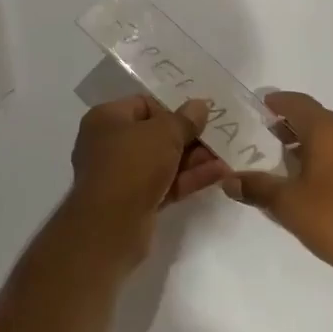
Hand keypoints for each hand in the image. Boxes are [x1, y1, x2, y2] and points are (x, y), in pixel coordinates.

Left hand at [66, 95, 229, 261]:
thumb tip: (199, 105)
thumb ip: (185, 119)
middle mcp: (109, 144)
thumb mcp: (164, 134)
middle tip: (219, 135)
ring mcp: (121, 176)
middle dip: (188, 137)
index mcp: (107, 119)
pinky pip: (165, 183)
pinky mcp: (135, 202)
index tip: (199, 116)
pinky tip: (219, 174)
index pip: (144, 104)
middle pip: (155, 134)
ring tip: (225, 155)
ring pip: (162, 161)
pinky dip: (188, 178)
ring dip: (193, 159)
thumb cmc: (132, 165)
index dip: (172, 108)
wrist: (110, 227)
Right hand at [231, 92, 332, 286]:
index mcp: (328, 129)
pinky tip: (308, 179)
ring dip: (305, 141)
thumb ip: (257, 187)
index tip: (255, 109)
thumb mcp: (288, 204)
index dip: (275, 103)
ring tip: (280, 159)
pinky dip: (322, 154)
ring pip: (329, 134)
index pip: (297, 102)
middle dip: (287, 123)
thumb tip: (228, 180)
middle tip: (260, 136)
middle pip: (314, 116)